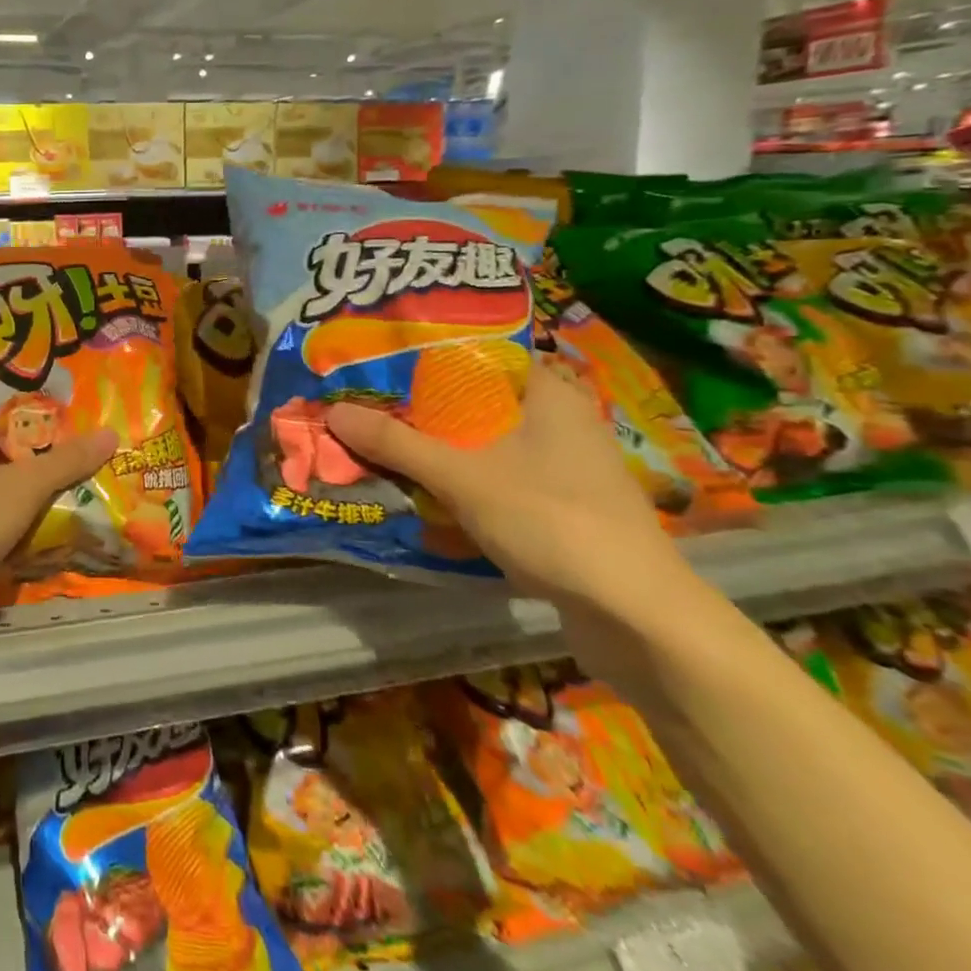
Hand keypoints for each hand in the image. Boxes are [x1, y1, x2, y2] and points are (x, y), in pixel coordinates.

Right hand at [324, 361, 694, 613]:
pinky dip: (463, 482)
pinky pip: (499, 479)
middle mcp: (561, 422)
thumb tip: (334, 411)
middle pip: (477, 402)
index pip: (481, 354)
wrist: (636, 617)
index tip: (380, 363)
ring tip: (383, 446)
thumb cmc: (550, 520)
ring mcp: (565, 468)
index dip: (428, 356)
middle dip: (423, 409)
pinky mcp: (563, 508)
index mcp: (549, 393)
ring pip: (486, 444)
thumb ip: (396, 443)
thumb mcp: (461, 476)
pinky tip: (424, 492)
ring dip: (439, 449)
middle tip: (368, 406)